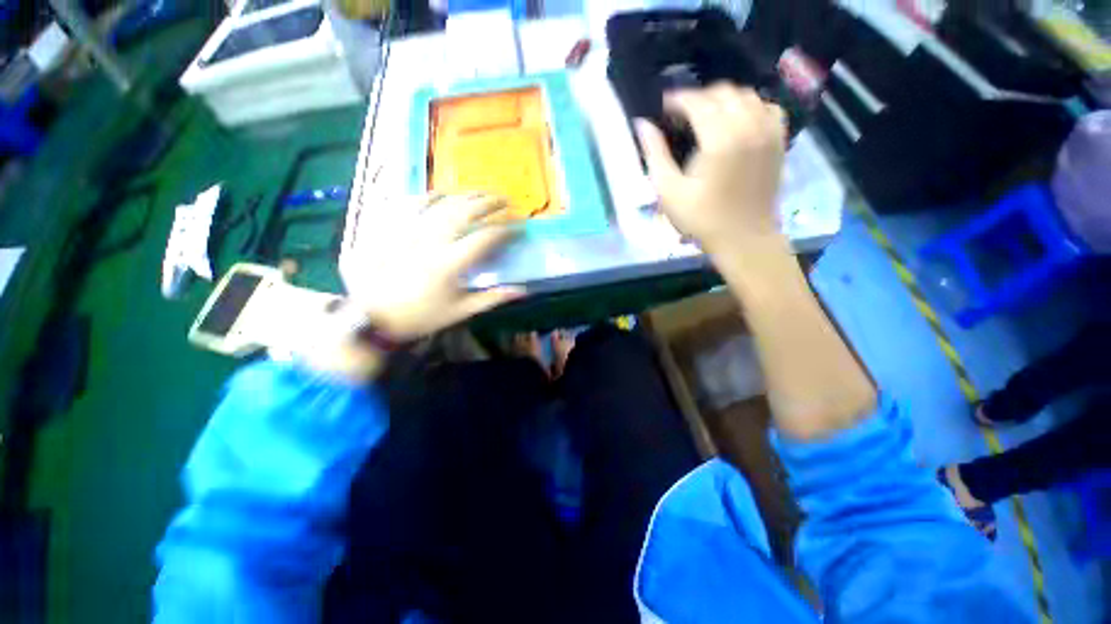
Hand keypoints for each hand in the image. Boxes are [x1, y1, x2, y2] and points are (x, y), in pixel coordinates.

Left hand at [341, 193, 523, 340]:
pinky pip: (413, 203)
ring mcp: (410, 230)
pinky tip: (442, 193)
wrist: (371, 316)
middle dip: (490, 203)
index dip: (506, 229)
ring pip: (442, 203)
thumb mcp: (460, 312)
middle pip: (466, 212)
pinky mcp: (393, 228)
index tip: (518, 227)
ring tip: (483, 193)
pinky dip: (431, 195)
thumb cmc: (420, 316)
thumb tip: (521, 290)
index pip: (485, 237)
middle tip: (506, 201)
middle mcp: (432, 240)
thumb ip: (492, 298)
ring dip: (466, 195)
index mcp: (450, 263)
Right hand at [635, 84, 786, 255]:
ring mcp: (768, 131)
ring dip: (723, 99)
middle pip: (723, 92)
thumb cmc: (701, 219)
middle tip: (681, 114)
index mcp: (720, 139)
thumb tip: (642, 125)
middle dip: (698, 97)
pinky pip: (766, 107)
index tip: (662, 106)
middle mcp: (748, 126)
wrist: (743, 237)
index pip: (698, 102)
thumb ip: (655, 154)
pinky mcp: (778, 140)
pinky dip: (749, 106)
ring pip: (746, 95)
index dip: (677, 99)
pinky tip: (736, 121)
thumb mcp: (669, 191)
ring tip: (705, 115)